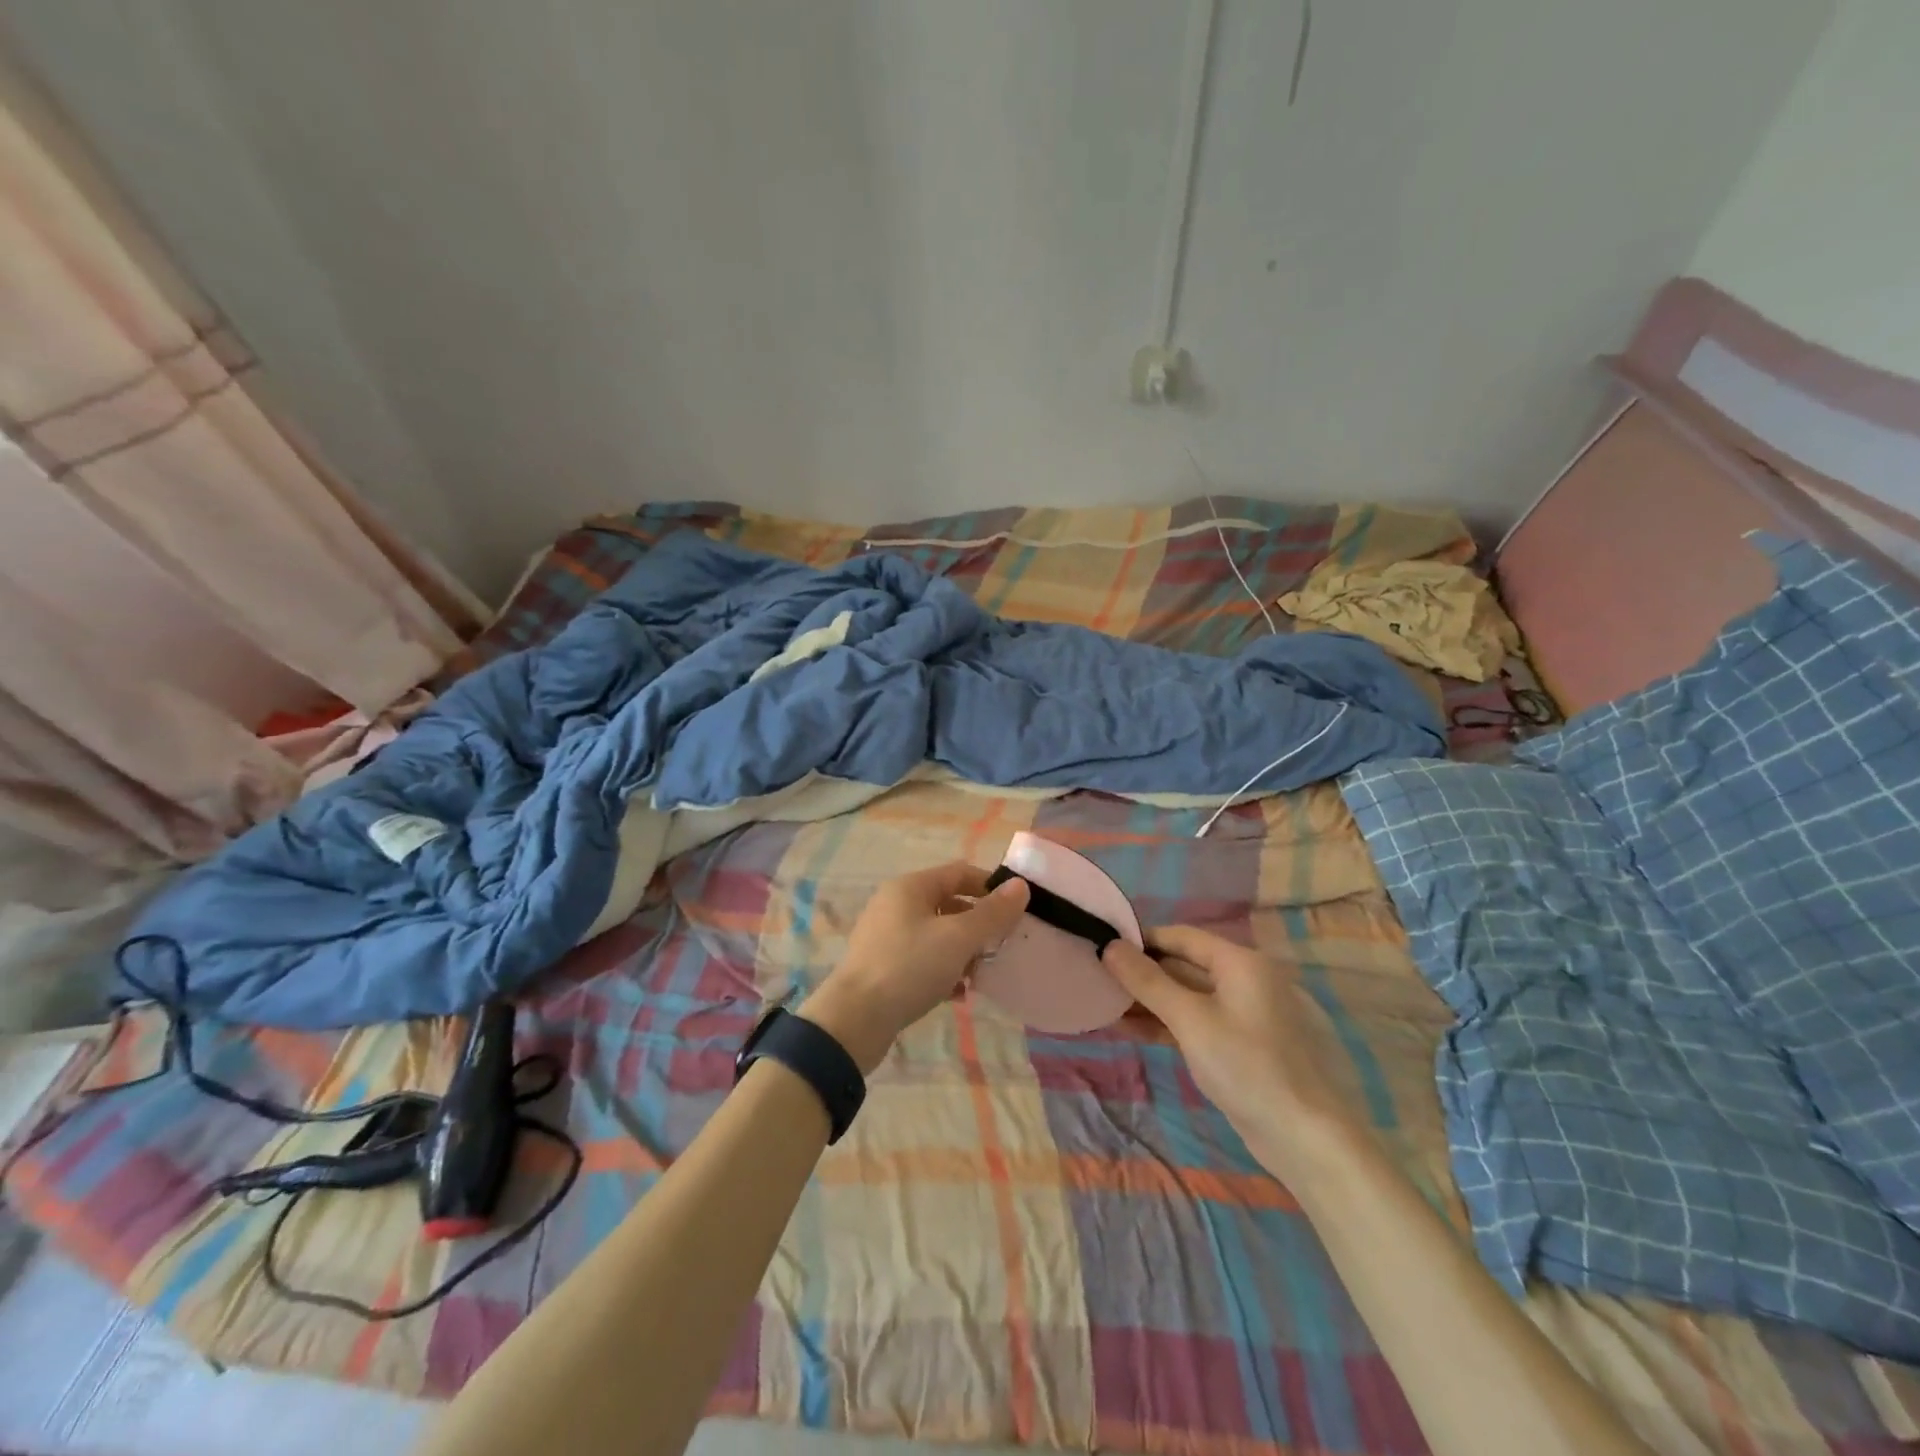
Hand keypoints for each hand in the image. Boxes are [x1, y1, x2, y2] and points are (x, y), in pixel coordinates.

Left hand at [801, 862, 1028, 1072]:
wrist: (855, 1020)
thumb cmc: (909, 967)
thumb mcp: (958, 938)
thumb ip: (992, 913)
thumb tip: (1020, 886)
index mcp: (911, 887)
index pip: (960, 872)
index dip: (991, 887)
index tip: (1017, 911)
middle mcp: (896, 904)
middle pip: (949, 903)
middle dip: (979, 924)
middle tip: (1001, 946)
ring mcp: (887, 936)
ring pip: (937, 934)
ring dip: (963, 951)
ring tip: (981, 974)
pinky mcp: (883, 967)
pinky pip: (923, 959)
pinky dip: (944, 970)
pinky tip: (959, 993)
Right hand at [1102, 926, 1366, 1182]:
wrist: (1303, 1138)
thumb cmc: (1246, 1066)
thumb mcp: (1190, 1020)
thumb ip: (1147, 981)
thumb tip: (1109, 946)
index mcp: (1240, 962)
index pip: (1181, 936)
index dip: (1142, 939)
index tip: (1103, 947)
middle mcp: (1244, 979)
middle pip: (1183, 964)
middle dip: (1141, 973)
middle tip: (1098, 977)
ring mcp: (1243, 1014)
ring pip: (1186, 995)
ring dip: (1148, 1000)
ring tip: (1104, 1004)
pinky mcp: (1238, 1045)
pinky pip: (1195, 1021)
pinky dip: (1165, 1023)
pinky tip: (1129, 1029)